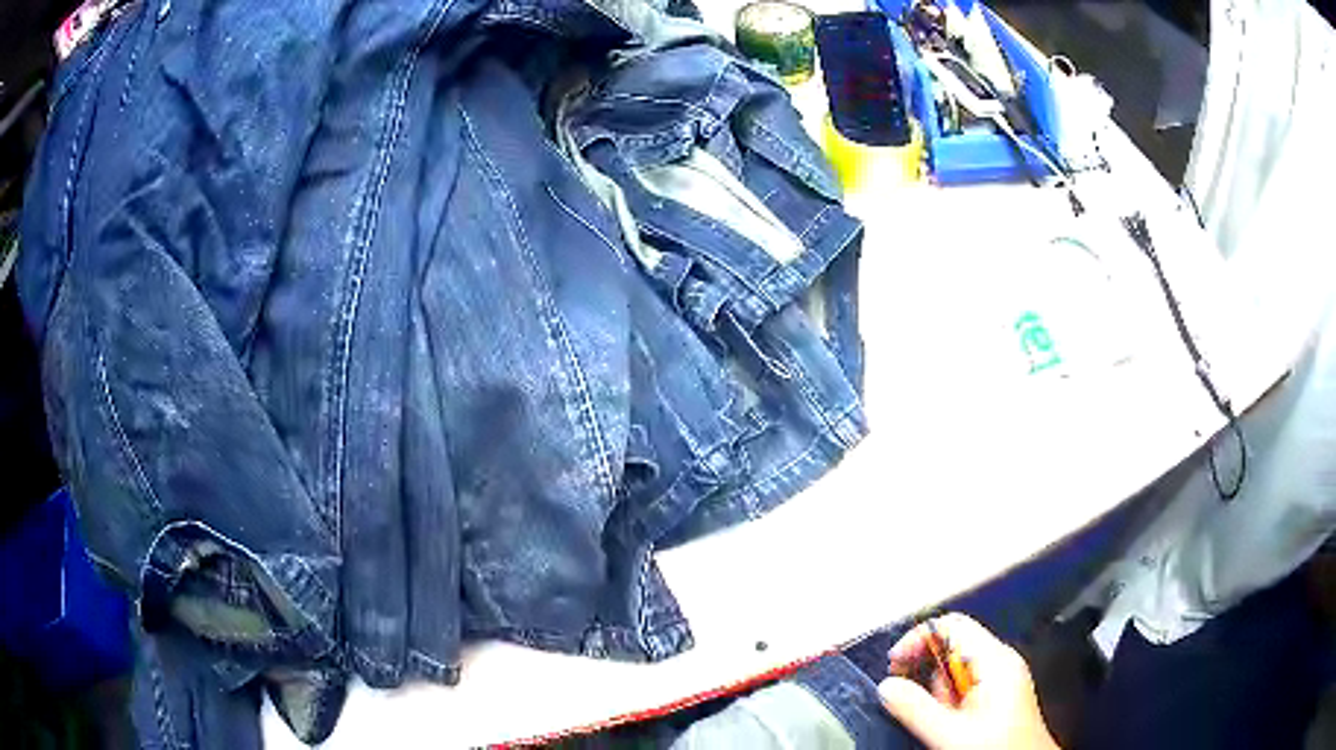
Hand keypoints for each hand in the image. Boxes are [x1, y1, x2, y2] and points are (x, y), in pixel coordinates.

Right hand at [878, 613, 1059, 749]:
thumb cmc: (1001, 748)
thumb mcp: (950, 732)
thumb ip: (916, 708)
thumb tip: (887, 686)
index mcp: (996, 660)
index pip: (953, 626)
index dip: (919, 638)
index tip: (895, 662)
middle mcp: (1001, 663)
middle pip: (952, 648)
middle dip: (927, 672)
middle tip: (911, 698)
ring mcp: (1001, 679)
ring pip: (956, 671)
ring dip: (937, 692)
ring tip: (939, 721)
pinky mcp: (999, 696)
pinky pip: (965, 687)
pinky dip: (949, 702)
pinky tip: (949, 724)